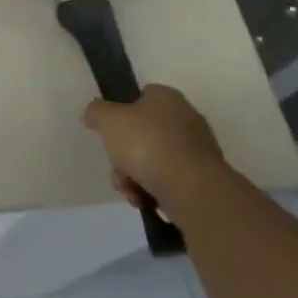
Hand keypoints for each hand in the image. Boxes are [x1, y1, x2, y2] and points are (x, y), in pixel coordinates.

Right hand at [83, 84, 225, 207]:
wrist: (191, 189)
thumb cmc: (147, 143)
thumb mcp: (108, 120)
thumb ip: (96, 112)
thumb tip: (94, 113)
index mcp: (166, 97)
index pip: (141, 96)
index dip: (122, 112)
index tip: (110, 132)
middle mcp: (186, 119)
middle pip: (144, 133)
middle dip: (125, 154)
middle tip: (116, 168)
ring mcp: (197, 151)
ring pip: (154, 160)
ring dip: (136, 176)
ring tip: (130, 191)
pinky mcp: (204, 181)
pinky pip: (170, 182)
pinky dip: (155, 191)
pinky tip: (145, 201)